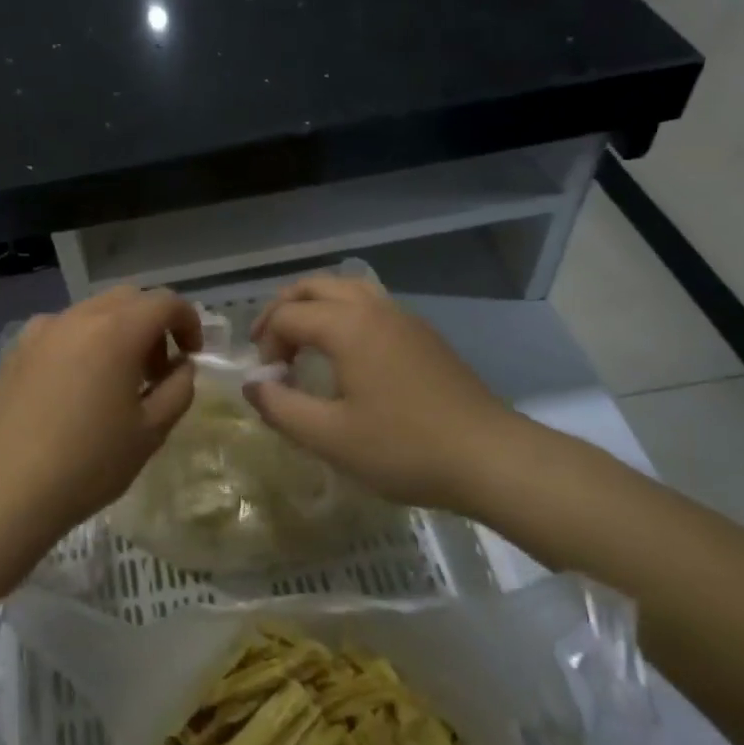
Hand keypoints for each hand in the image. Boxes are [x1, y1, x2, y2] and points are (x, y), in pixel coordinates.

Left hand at [0, 285, 202, 561]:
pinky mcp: (15, 350)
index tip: (191, 356)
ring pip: (92, 311)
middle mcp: (76, 317)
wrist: (9, 490)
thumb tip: (180, 366)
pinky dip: (82, 343)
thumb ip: (178, 387)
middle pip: (127, 299)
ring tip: (115, 381)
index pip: (164, 302)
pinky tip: (75, 387)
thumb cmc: (90, 463)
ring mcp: (40, 330)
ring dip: (116, 332)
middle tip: (155, 371)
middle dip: (151, 325)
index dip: (187, 321)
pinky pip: (60, 330)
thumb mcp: (152, 430)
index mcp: (115, 331)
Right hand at [246, 276, 513, 509]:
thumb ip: (281, 406)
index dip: (266, 345)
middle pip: (314, 286)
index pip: (287, 316)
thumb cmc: (403, 448)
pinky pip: (371, 305)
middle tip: (268, 346)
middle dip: (283, 310)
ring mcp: (404, 318)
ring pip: (347, 289)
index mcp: (347, 325)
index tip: (270, 383)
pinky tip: (345, 354)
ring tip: (301, 340)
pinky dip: (343, 314)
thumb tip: (253, 385)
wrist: (490, 458)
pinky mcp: (423, 335)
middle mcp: (374, 308)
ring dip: (314, 307)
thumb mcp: (329, 437)